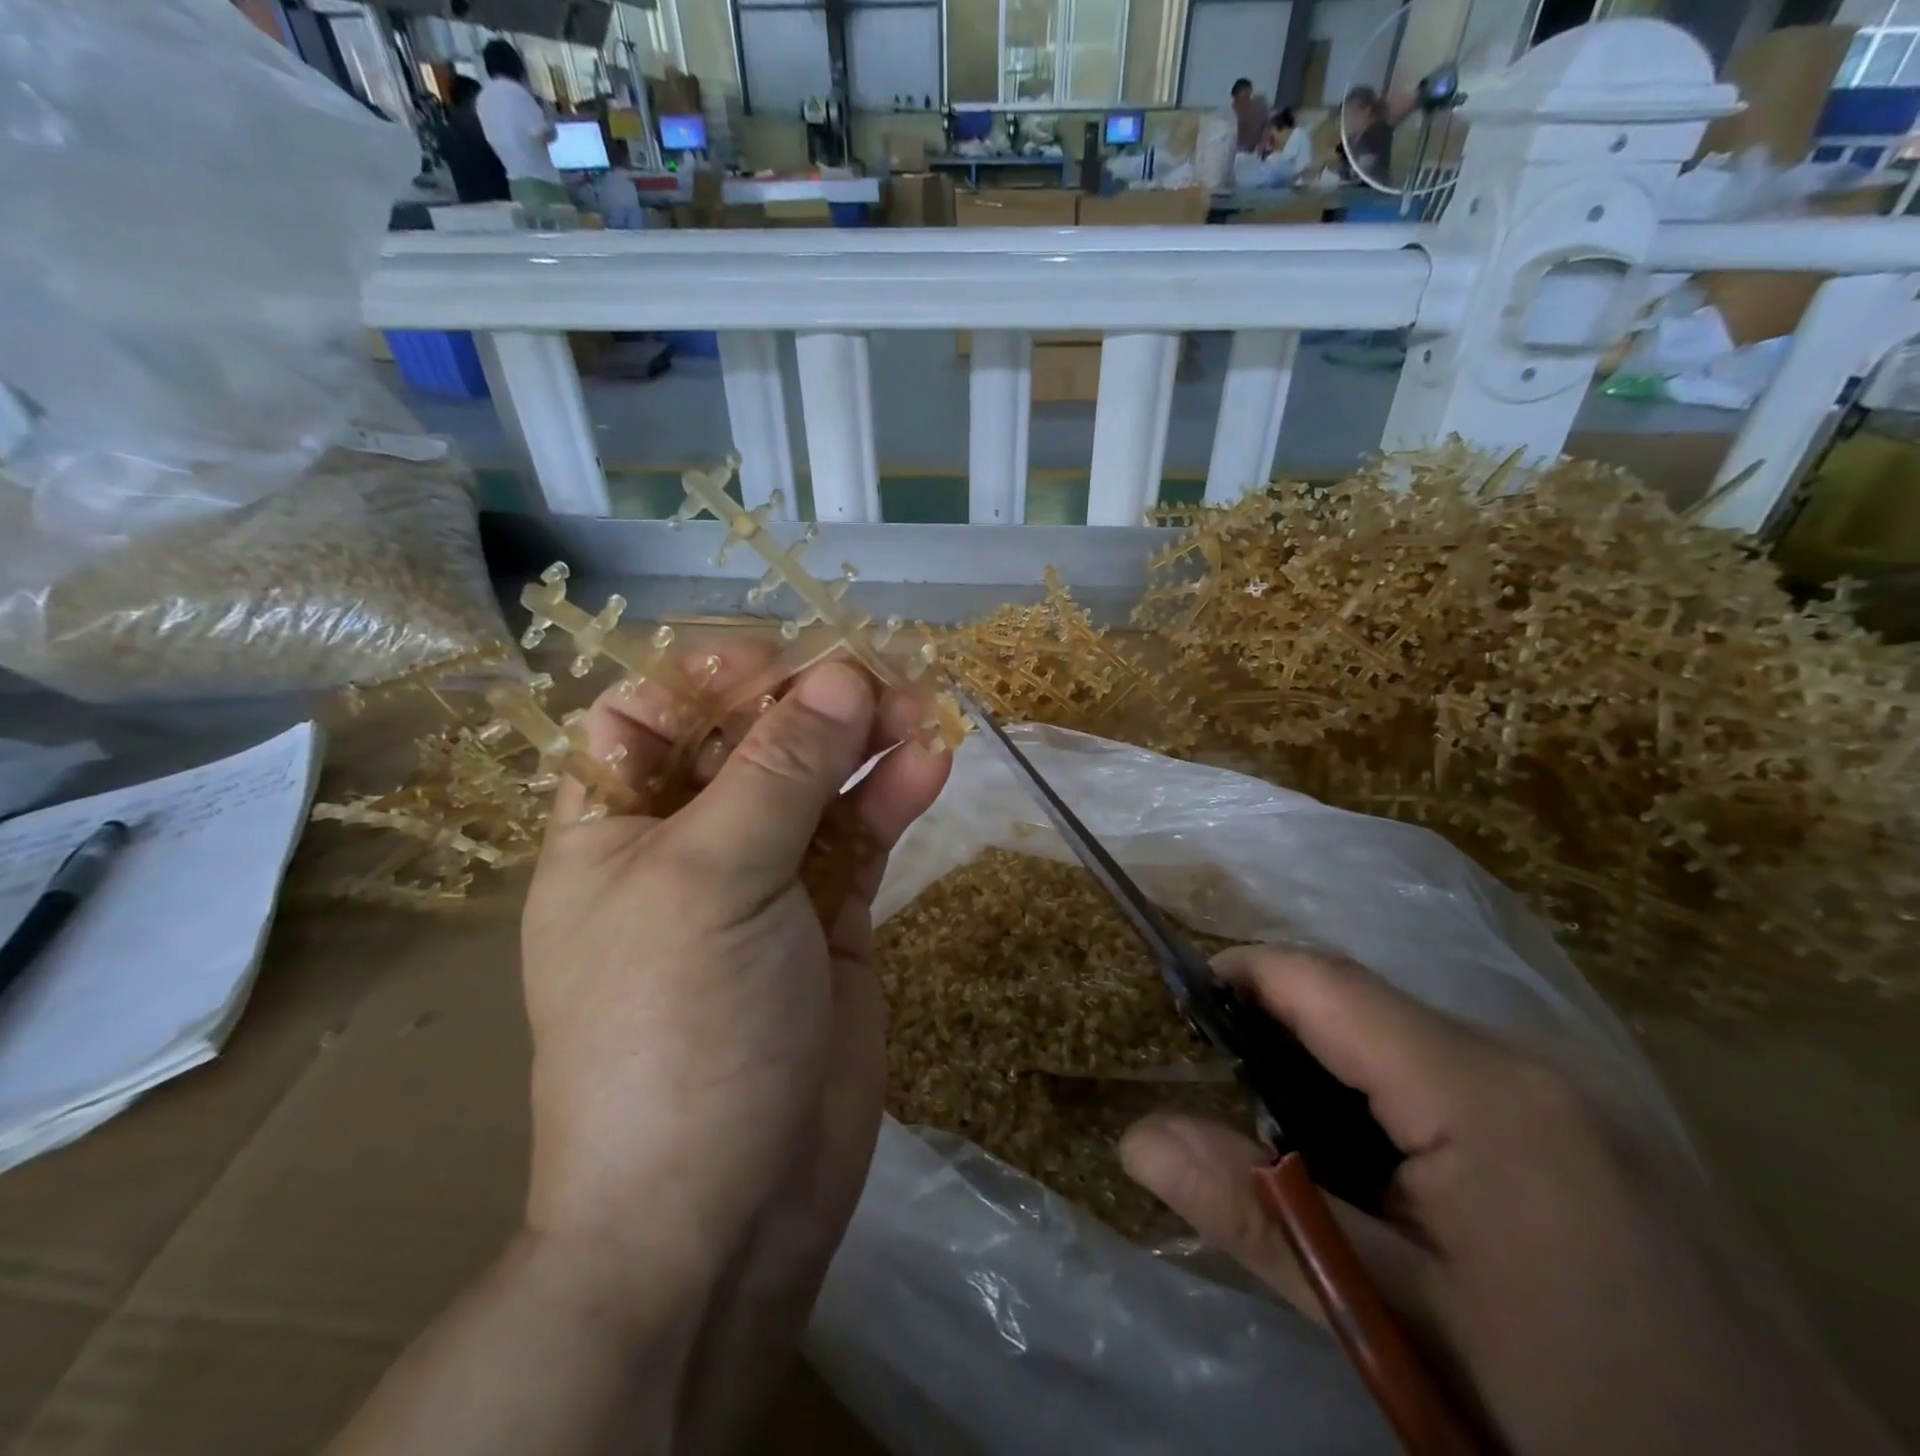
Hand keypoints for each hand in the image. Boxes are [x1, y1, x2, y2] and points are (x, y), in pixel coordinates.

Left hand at [519, 643, 949, 1440]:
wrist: (723, 1210)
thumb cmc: (676, 1030)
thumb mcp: (711, 880)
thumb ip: (779, 771)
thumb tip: (840, 675)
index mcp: (616, 824)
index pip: (651, 712)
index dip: (712, 675)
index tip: (785, 663)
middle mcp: (689, 841)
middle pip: (750, 739)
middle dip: (811, 702)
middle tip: (880, 677)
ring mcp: (767, 879)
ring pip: (818, 782)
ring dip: (866, 740)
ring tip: (920, 710)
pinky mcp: (832, 916)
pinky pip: (862, 836)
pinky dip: (894, 796)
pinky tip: (931, 764)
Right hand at [1120, 948, 1896, 1455]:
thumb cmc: (1583, 1418)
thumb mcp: (1399, 1324)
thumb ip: (1260, 1214)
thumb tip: (1135, 1141)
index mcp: (1483, 1088)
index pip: (1327, 982)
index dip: (1244, 974)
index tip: (1180, 1003)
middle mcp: (1534, 1058)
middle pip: (1368, 1005)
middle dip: (1282, 1029)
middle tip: (1222, 1091)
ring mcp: (1578, 1090)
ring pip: (1412, 1038)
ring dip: (1336, 1066)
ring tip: (1287, 1132)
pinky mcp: (1602, 1128)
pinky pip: (1462, 1073)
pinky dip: (1395, 1094)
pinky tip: (1385, 1166)